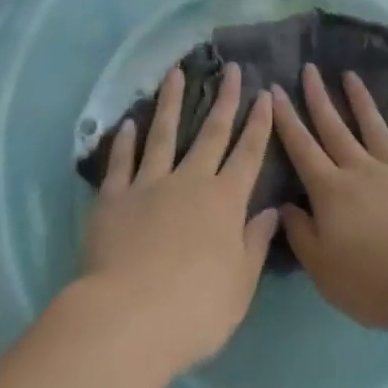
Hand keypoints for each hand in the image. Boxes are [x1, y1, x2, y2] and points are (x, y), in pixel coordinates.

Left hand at [80, 64, 277, 376]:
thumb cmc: (195, 310)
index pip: (248, 154)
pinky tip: (129, 123)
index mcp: (225, 202)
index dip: (258, 123)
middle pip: (211, 133)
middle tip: (232, 69)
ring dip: (171, 101)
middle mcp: (190, 181)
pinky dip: (125, 141)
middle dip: (225, 99)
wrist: (130, 318)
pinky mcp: (115, 197)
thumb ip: (255, 244)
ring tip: (175, 72)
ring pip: (163, 133)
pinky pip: (122, 162)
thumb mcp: (239, 285)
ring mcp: (150, 184)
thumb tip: (272, 211)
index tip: (264, 94)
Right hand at [272, 65, 387, 329]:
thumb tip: (285, 206)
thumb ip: (300, 234)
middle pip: (335, 127)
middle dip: (319, 97)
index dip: (286, 118)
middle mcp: (361, 169)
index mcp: (330, 189)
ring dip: (362, 101)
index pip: (301, 146)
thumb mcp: (322, 268)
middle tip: (310, 68)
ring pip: (375, 128)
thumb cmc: (371, 279)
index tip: (275, 89)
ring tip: (351, 76)